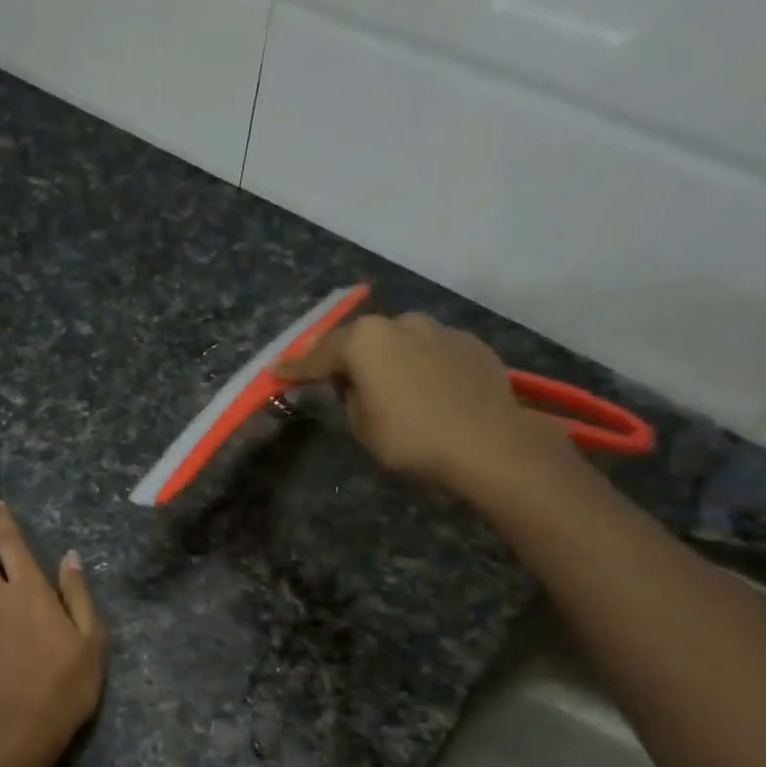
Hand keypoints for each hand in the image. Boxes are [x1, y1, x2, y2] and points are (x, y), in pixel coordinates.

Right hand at [273, 311, 577, 503]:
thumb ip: (351, 397)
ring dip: (386, 358)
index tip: (276, 372)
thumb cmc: (412, 438)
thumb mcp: (362, 426)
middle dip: (344, 358)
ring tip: (384, 384)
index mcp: (366, 340)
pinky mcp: (470, 343)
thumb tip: (358, 385)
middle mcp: (401, 323)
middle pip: (361, 339)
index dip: (295, 368)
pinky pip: (430, 351)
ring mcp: (439, 329)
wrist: (489, 444)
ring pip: (399, 341)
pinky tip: (423, 389)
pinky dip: (419, 365)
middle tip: (330, 378)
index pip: (319, 355)